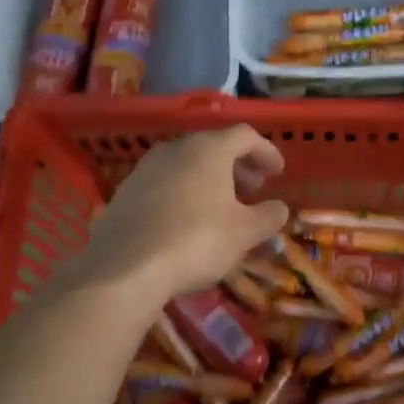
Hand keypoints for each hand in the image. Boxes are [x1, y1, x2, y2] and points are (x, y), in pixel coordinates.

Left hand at [75, 125, 289, 297]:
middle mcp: (175, 148)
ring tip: (223, 207)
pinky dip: (184, 192)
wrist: (124, 267)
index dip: (266, 151)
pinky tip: (188, 220)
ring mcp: (146, 168)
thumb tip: (280, 208)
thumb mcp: (244, 232)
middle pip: (214, 147)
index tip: (277, 172)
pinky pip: (165, 183)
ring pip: (187, 164)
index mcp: (208, 148)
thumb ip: (268, 216)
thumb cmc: (196, 240)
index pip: (245, 136)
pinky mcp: (125, 191)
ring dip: (210, 180)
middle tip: (253, 188)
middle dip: (238, 166)